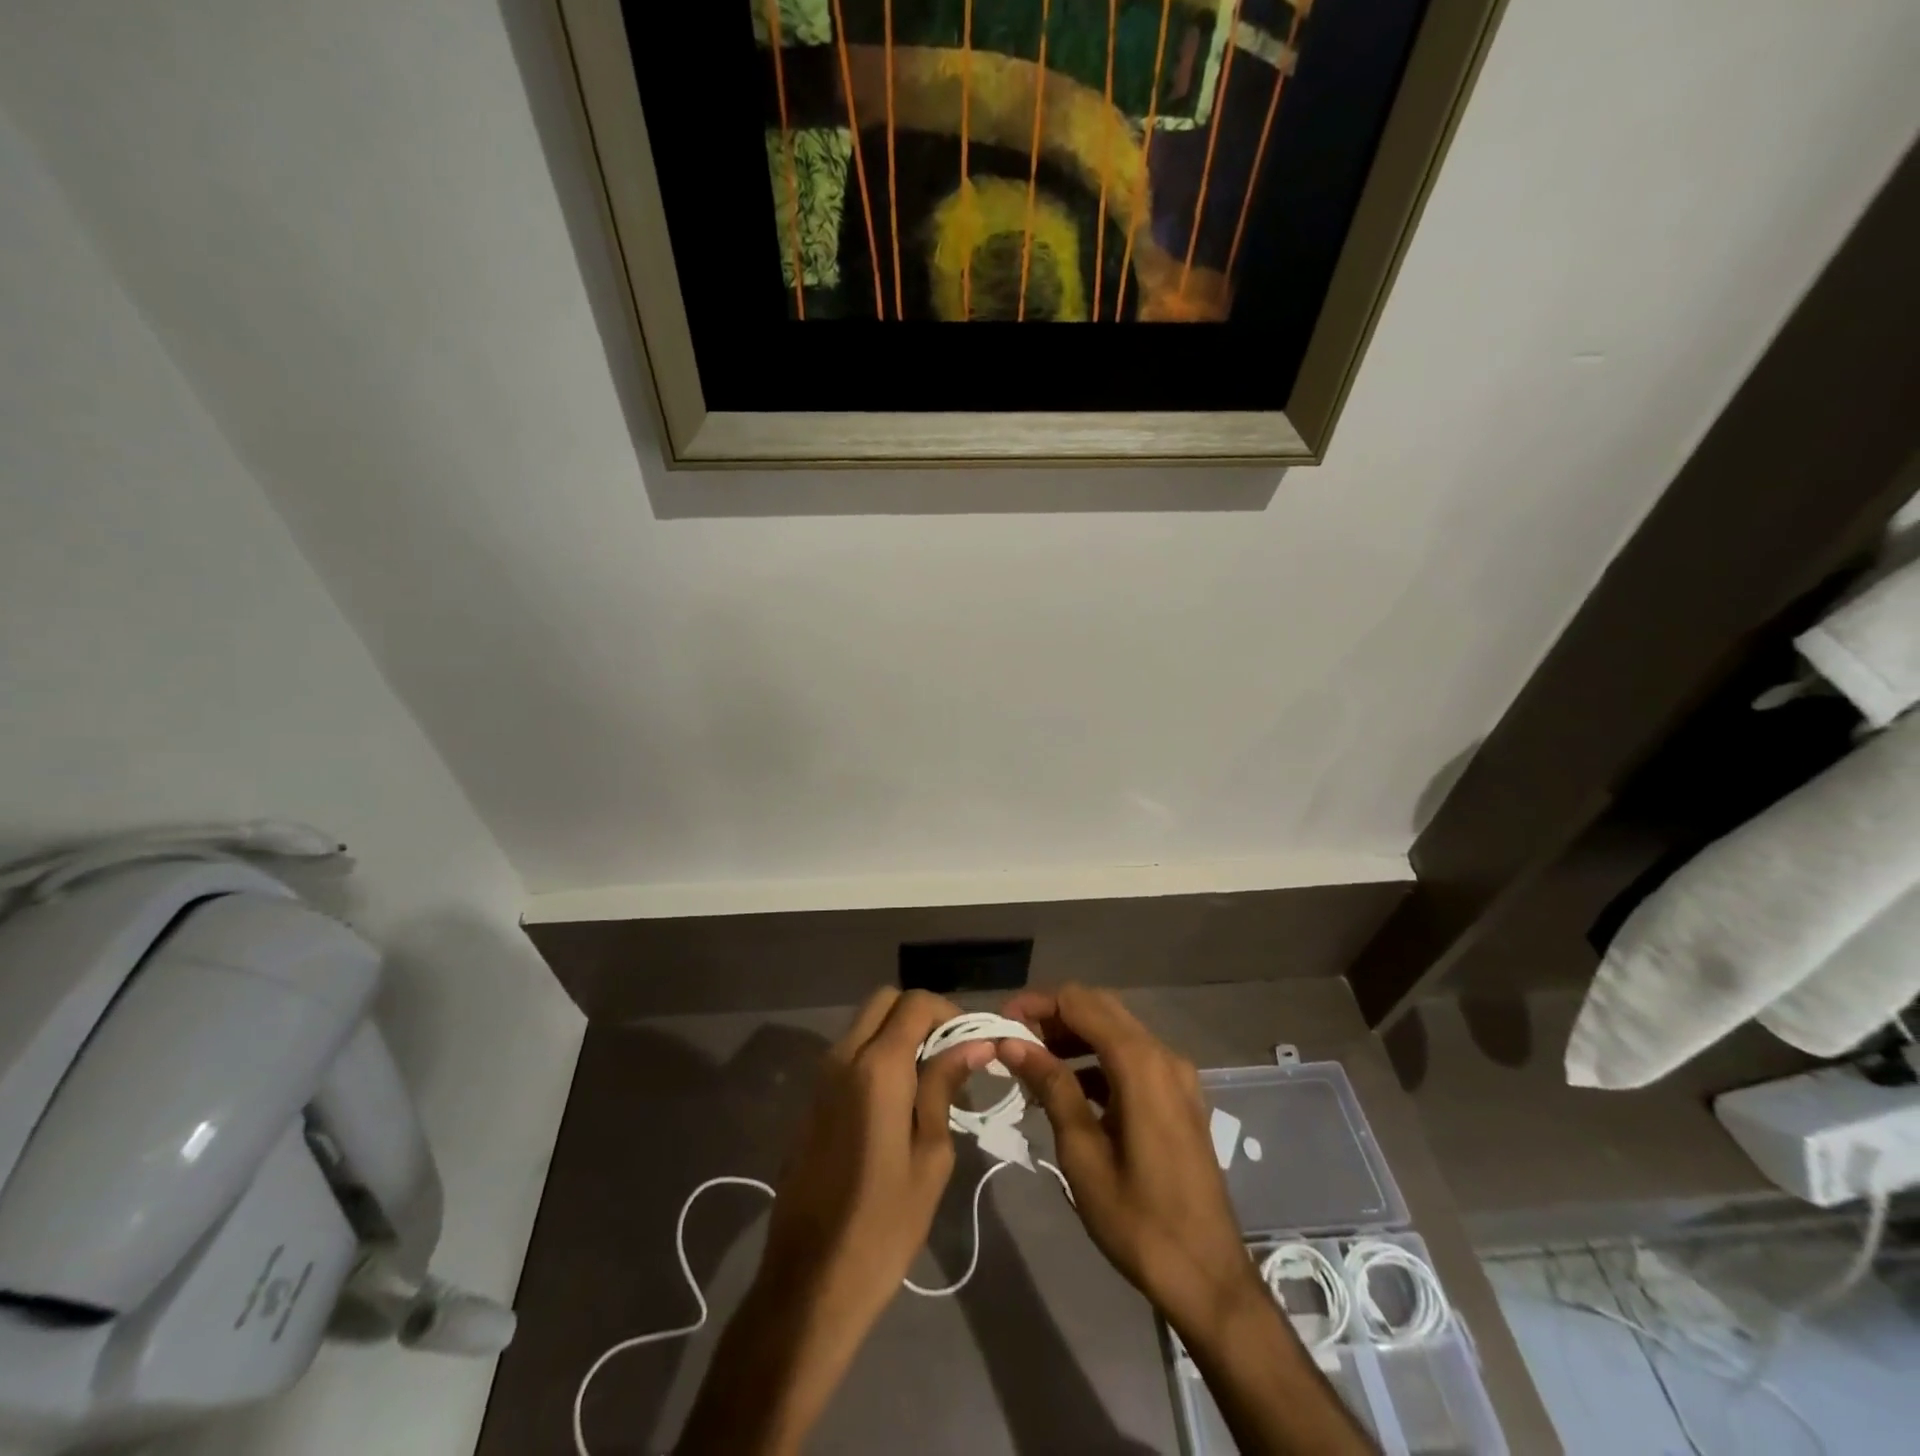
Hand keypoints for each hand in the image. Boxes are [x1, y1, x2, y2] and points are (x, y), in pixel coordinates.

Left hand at [679, 989, 987, 1454]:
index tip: (971, 1044)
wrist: (809, 1282)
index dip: (949, 1012)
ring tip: (929, 1080)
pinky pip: (848, 1054)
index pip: (915, 1003)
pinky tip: (897, 1102)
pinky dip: (876, 1055)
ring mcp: (821, 1078)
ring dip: (897, 1034)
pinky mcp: (811, 1101)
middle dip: (920, 1014)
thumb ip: (945, 1086)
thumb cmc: (884, 1224)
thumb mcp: (931, 1155)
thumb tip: (974, 1043)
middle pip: (884, 1001)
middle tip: (950, 1055)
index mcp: (877, 1067)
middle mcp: (843, 1057)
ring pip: (863, 1025)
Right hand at [997, 985, 1264, 1339]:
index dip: (1036, 1003)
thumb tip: (1011, 1042)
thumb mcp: (1083, 1153)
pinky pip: (1132, 1058)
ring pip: (1116, 1031)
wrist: (1209, 1278)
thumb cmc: (1139, 1220)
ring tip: (1032, 1064)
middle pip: (1100, 1008)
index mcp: (1141, 1063)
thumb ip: (1051, 1087)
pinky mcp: (1179, 1097)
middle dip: (1053, 1016)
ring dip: (1074, 1037)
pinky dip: (1097, 1060)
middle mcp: (1163, 1055)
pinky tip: (1068, 1088)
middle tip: (1013, 1041)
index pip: (1079, 1002)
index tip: (1000, 1022)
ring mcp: (1176, 1075)